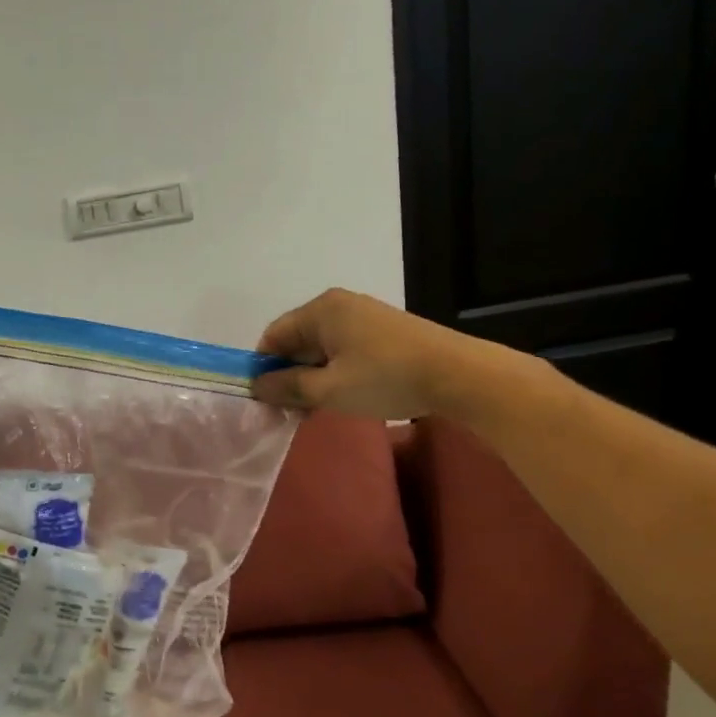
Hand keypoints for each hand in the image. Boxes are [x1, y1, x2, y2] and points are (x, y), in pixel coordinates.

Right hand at [252, 288, 485, 420]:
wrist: (459, 375)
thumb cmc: (385, 378)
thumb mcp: (328, 390)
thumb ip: (287, 387)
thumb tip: (257, 386)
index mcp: (321, 310)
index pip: (274, 335)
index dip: (263, 368)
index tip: (263, 400)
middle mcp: (339, 305)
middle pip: (297, 340)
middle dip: (288, 375)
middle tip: (288, 411)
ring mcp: (364, 316)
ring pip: (321, 348)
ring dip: (311, 378)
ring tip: (313, 410)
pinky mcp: (383, 331)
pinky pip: (343, 350)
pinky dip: (334, 372)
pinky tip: (340, 397)